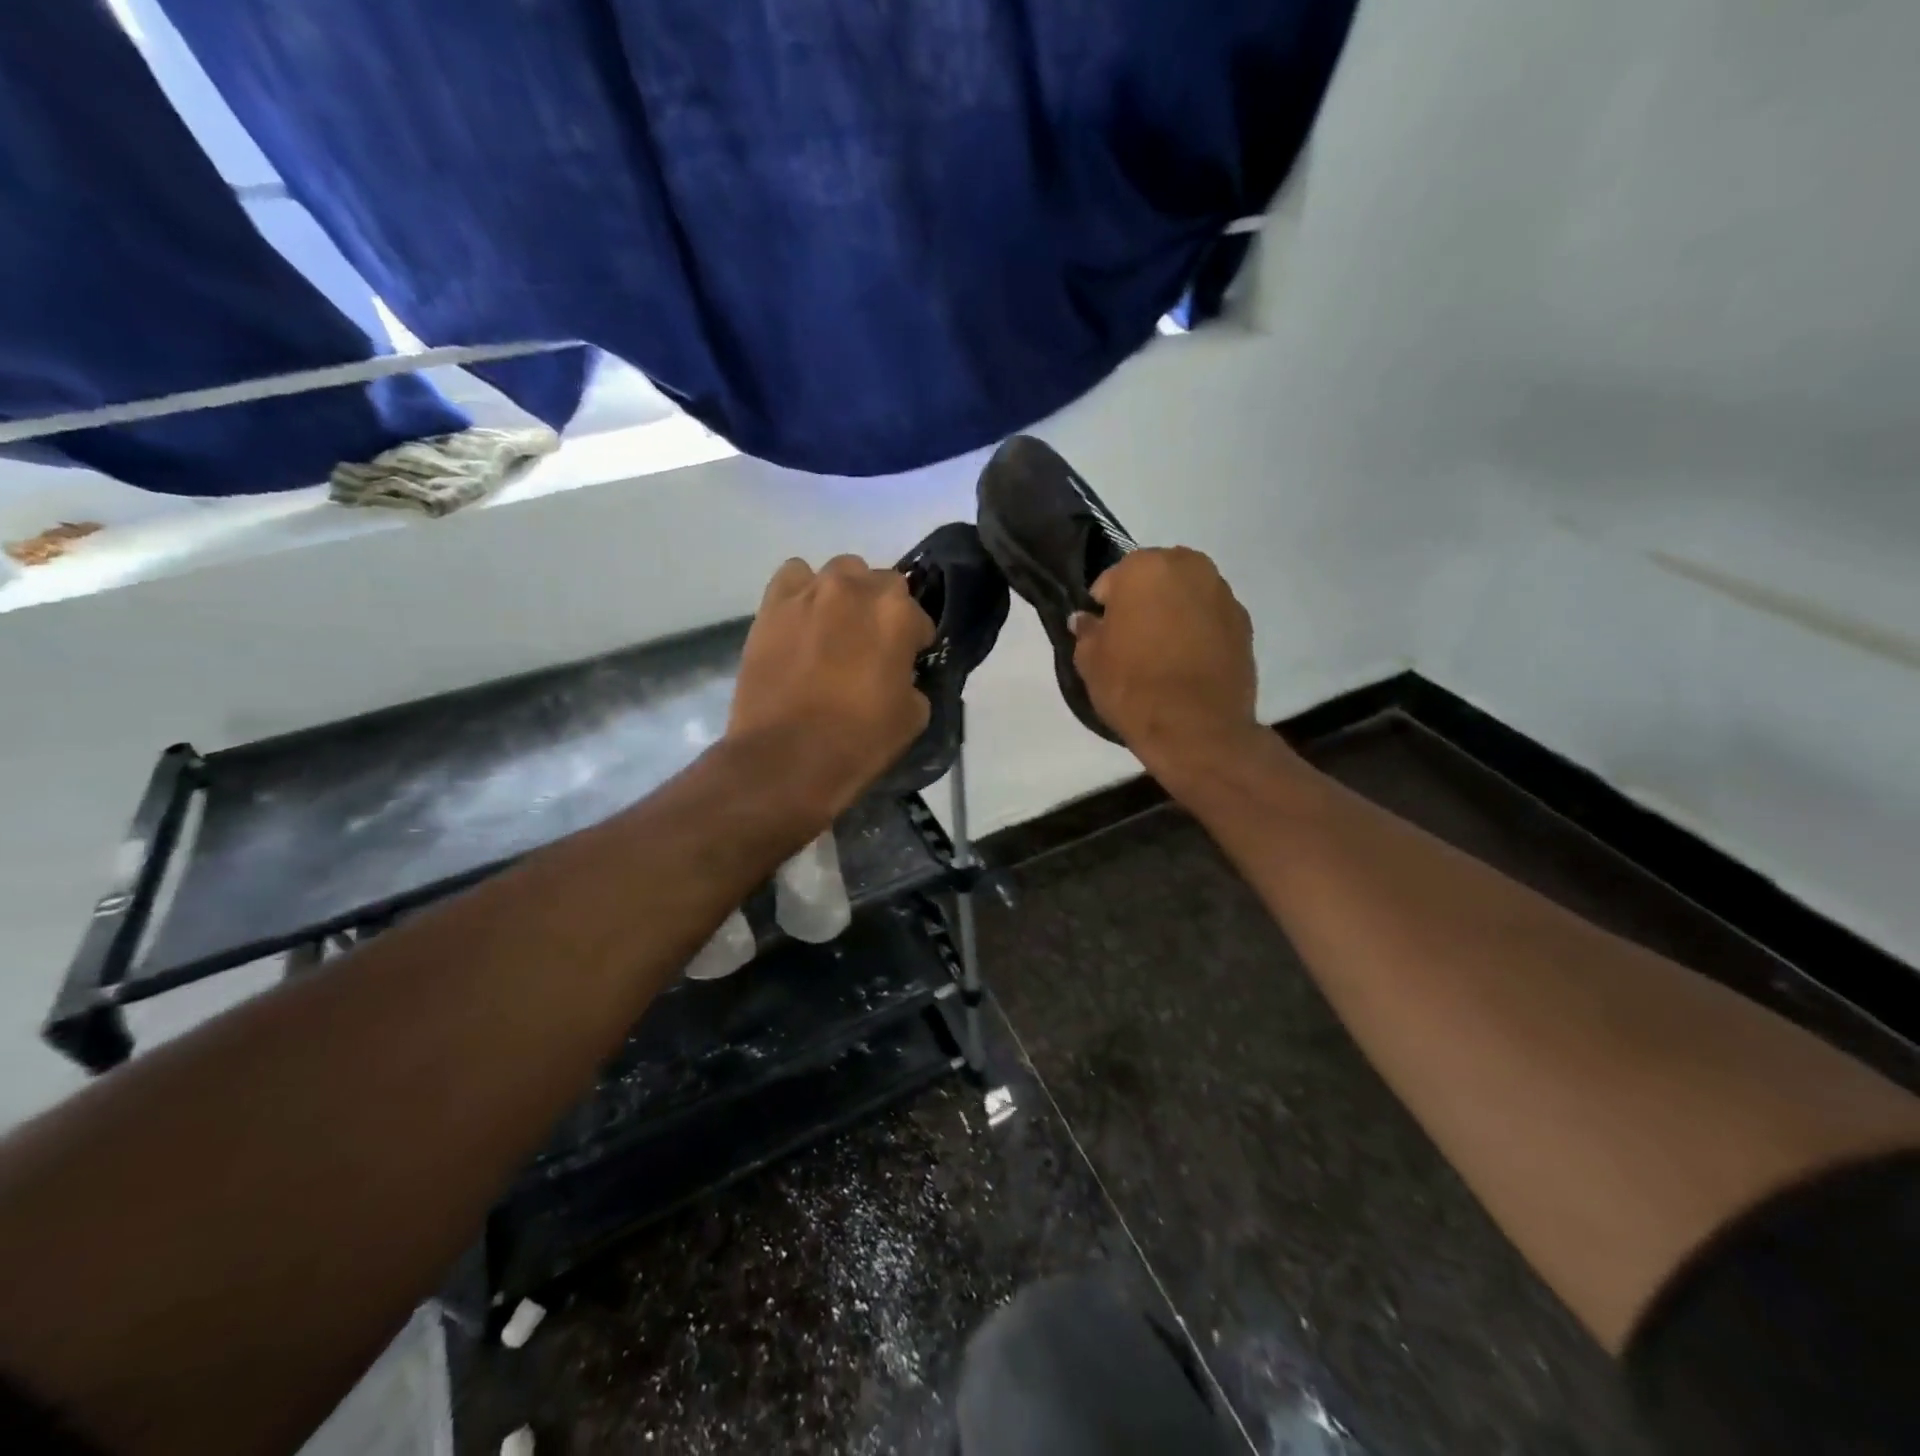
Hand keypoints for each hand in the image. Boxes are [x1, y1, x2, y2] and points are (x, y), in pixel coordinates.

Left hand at [728, 555, 933, 815]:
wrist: (786, 756)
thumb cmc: (859, 739)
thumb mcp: (913, 716)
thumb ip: (912, 680)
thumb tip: (900, 675)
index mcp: (897, 614)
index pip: (918, 617)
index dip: (914, 642)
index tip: (906, 664)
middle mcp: (856, 589)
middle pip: (880, 583)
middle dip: (881, 610)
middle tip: (871, 645)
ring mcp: (810, 592)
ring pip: (838, 573)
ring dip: (845, 595)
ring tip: (835, 629)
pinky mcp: (772, 605)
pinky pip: (793, 577)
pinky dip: (802, 591)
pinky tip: (802, 620)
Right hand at [1071, 547, 1258, 769]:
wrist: (1196, 728)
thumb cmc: (1133, 686)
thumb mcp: (1090, 661)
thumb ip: (1087, 632)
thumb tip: (1085, 620)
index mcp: (1144, 567)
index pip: (1112, 581)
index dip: (1104, 609)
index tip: (1104, 636)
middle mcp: (1189, 567)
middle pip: (1156, 579)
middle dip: (1144, 602)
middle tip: (1134, 641)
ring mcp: (1223, 593)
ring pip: (1187, 596)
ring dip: (1174, 614)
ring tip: (1164, 654)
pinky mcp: (1245, 623)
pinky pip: (1211, 619)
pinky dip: (1200, 632)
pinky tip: (1190, 663)